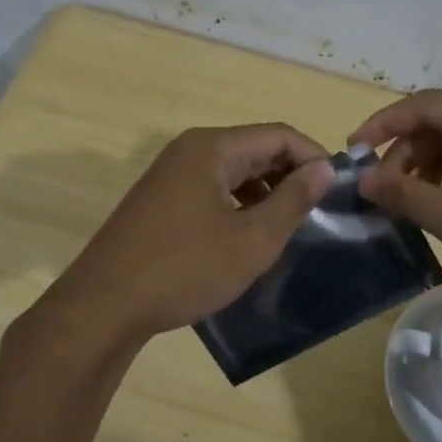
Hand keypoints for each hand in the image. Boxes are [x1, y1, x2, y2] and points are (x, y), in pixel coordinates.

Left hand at [47, 124, 333, 343]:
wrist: (104, 305)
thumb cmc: (185, 269)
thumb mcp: (252, 239)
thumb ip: (293, 200)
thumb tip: (324, 168)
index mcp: (212, 148)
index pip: (279, 135)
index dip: (313, 157)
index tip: (337, 190)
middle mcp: (189, 150)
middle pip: (255, 148)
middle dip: (290, 175)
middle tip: (317, 211)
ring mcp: (169, 175)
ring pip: (233, 171)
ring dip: (265, 192)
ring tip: (287, 227)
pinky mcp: (159, 200)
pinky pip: (211, 189)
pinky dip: (238, 204)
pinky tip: (247, 236)